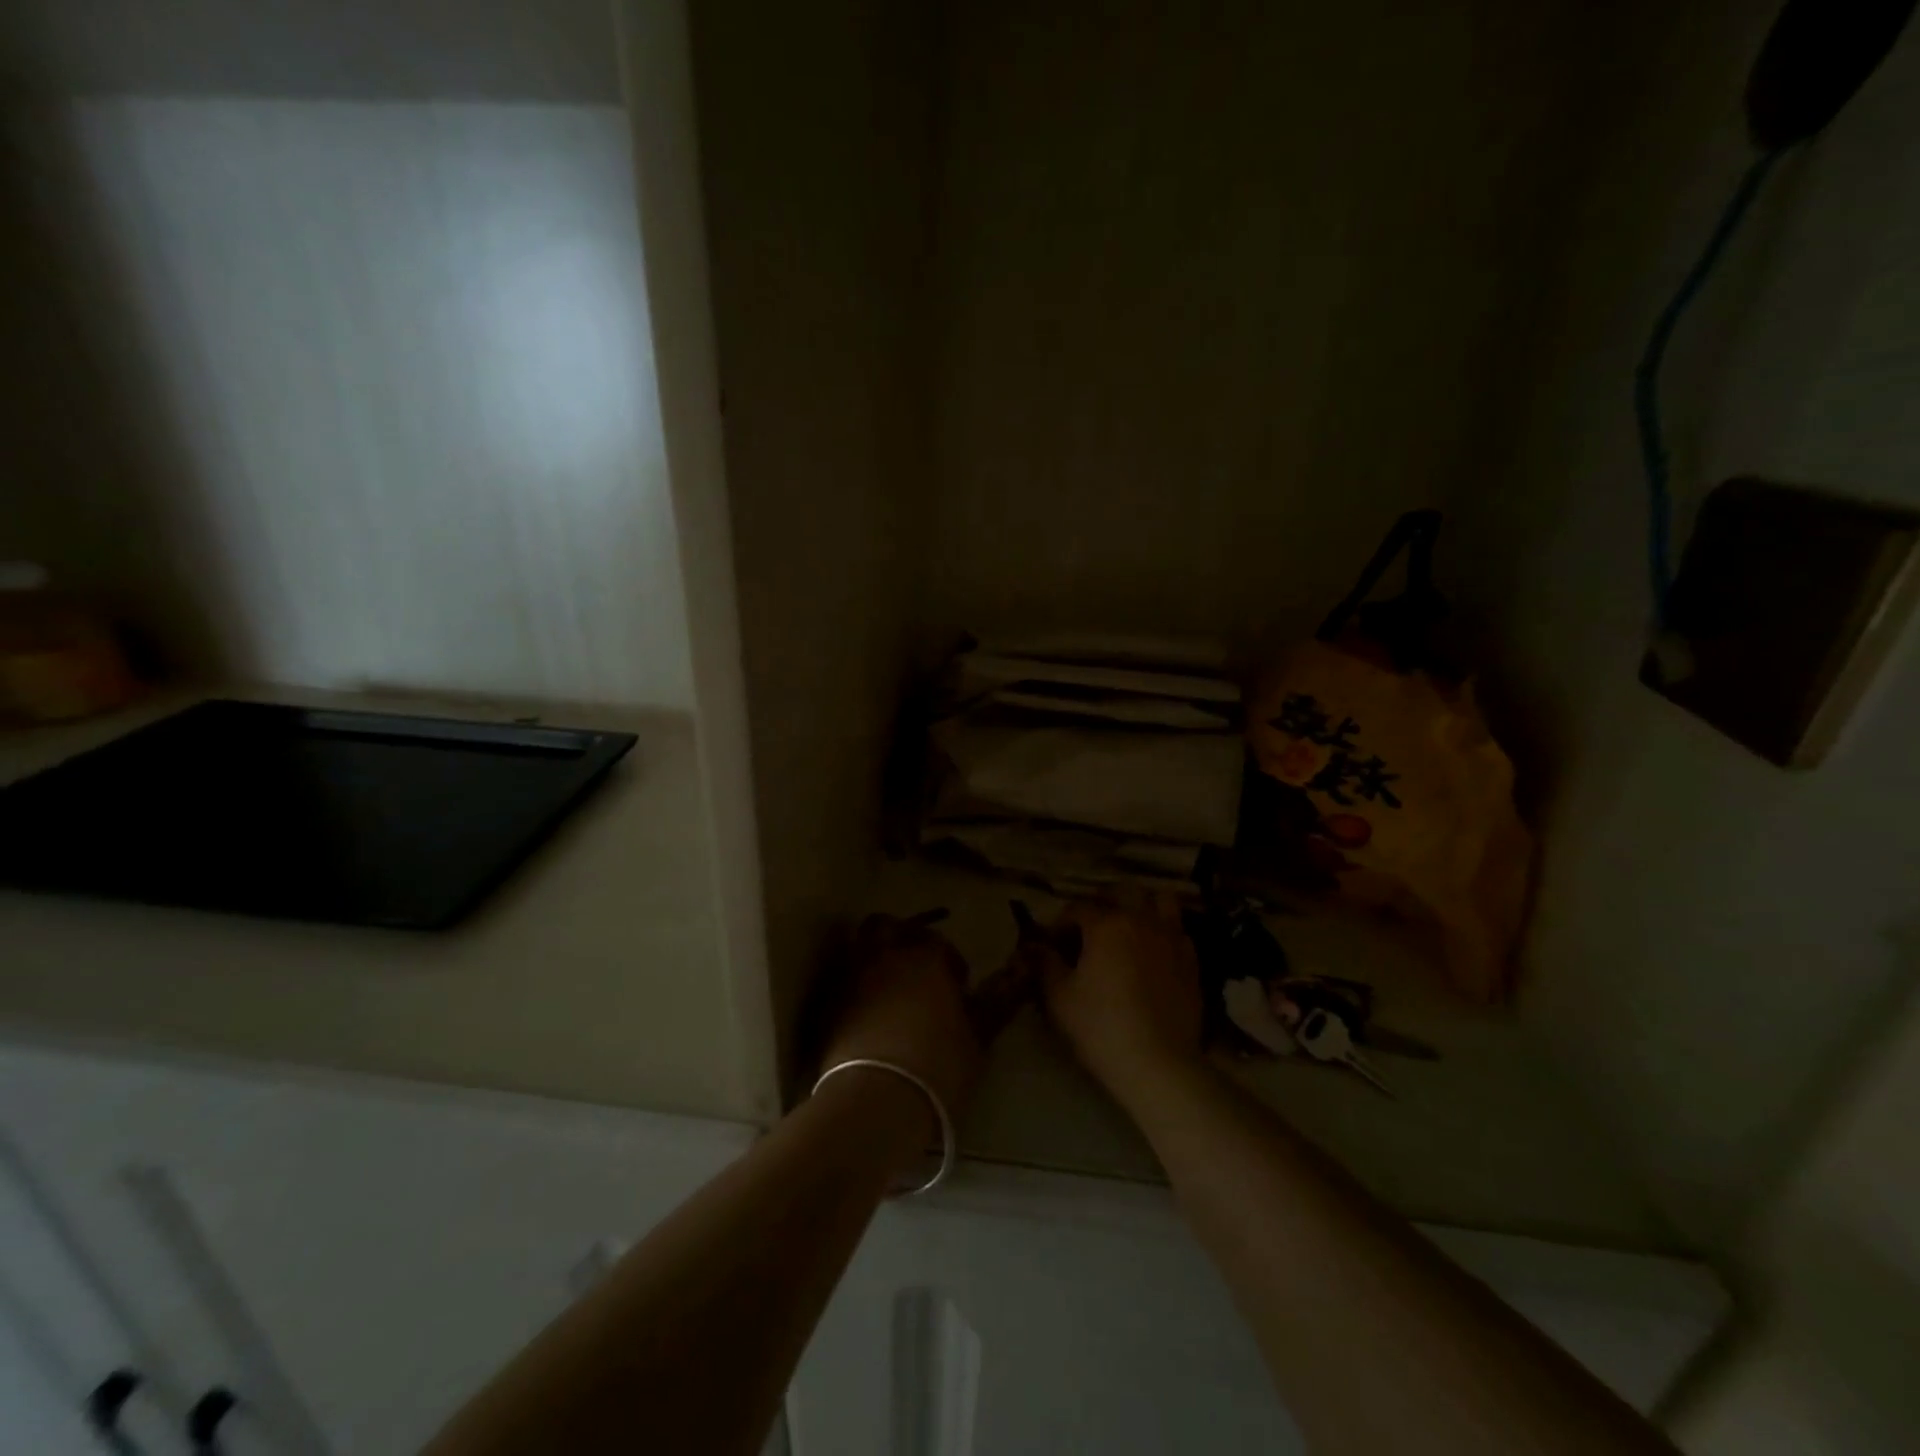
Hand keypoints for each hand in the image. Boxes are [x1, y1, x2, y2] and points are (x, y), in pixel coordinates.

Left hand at [820, 914, 982, 1129]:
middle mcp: (888, 954)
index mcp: (928, 957)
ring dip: (875, 951)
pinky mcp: (828, 1000)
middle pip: (892, 926)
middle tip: (917, 967)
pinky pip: (842, 975)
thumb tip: (1016, 980)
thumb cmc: (938, 1067)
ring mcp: (853, 974)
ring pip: (861, 942)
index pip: (941, 944)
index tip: (958, 988)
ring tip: (888, 979)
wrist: (875, 1100)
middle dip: (905, 938)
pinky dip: (854, 981)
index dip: (951, 964)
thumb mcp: (978, 1039)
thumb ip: (995, 1005)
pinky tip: (865, 1006)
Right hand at [1043, 898, 1202, 1101]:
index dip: (1061, 923)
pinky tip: (1154, 952)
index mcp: (1106, 924)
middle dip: (1102, 903)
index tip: (1052, 944)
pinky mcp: (1192, 961)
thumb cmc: (1101, 1027)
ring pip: (1160, 901)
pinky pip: (1178, 931)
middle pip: (1122, 893)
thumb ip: (1046, 964)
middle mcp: (1141, 920)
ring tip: (1129, 928)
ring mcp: (1171, 938)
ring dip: (1142, 907)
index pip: (1077, 908)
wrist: (1158, 1064)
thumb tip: (1035, 946)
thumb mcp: (1059, 997)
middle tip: (1090, 929)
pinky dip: (1164, 932)